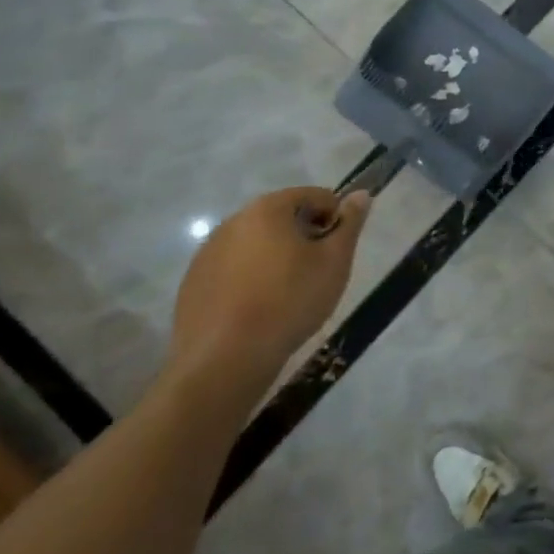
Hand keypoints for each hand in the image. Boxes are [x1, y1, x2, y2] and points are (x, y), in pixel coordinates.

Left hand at [168, 187, 370, 391]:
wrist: (225, 360)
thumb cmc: (290, 301)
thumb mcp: (335, 261)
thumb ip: (350, 223)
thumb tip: (360, 194)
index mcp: (268, 209)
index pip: (313, 195)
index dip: (335, 217)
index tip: (340, 248)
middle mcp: (233, 221)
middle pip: (281, 217)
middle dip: (305, 235)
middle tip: (319, 270)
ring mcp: (207, 252)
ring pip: (255, 243)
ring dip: (276, 256)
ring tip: (289, 293)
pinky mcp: (193, 283)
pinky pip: (233, 269)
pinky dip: (250, 278)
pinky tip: (259, 308)